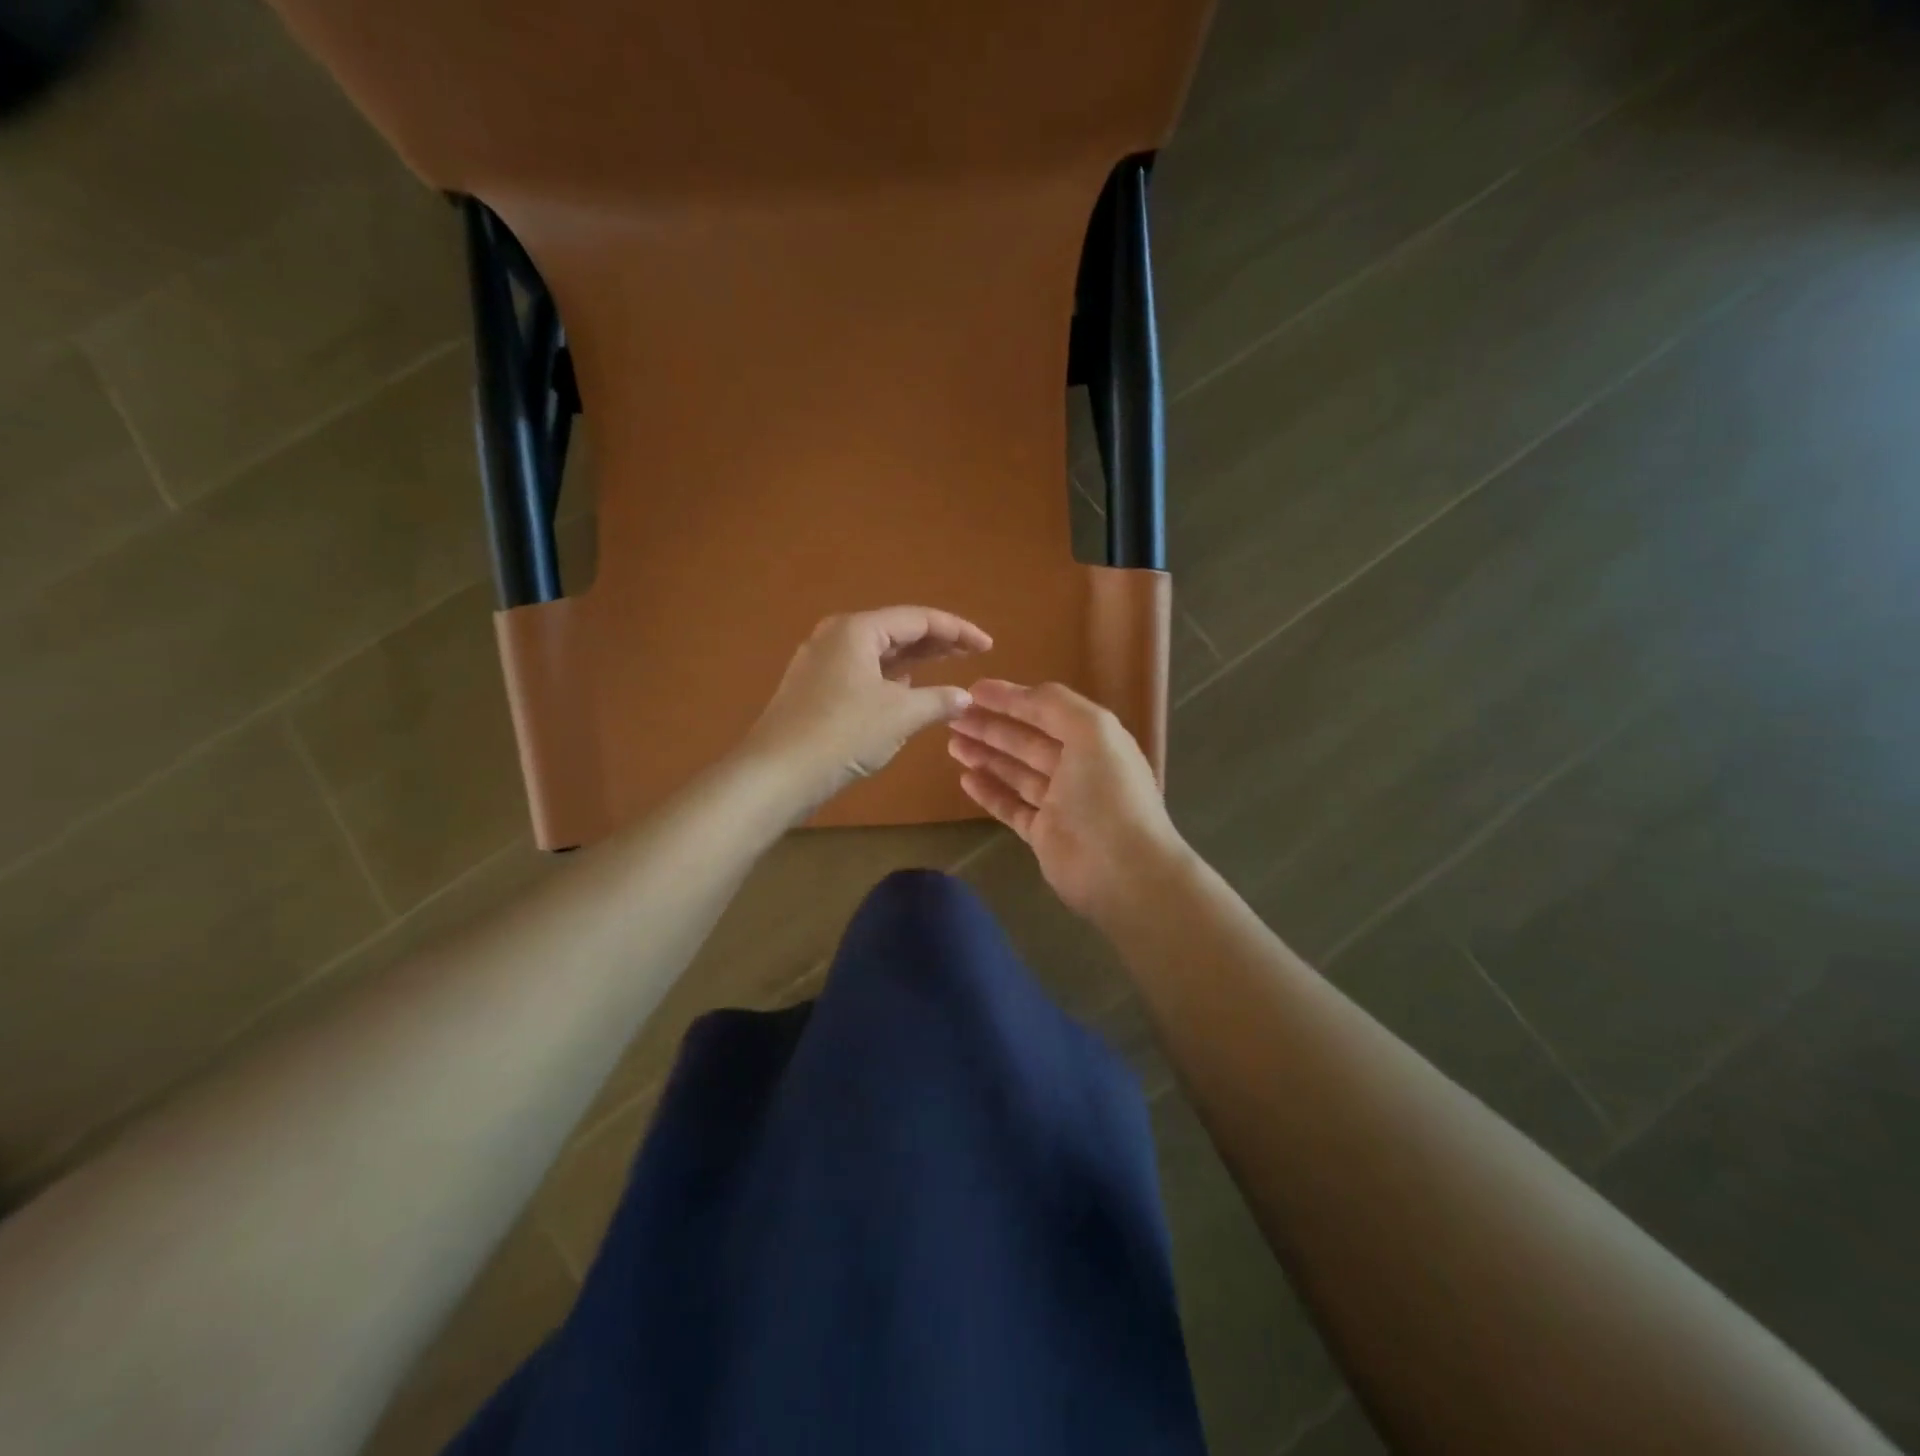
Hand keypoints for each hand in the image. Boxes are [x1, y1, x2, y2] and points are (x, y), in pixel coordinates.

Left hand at [743, 606, 992, 814]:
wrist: (777, 773)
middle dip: (937, 642)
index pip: (918, 619)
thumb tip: (965, 697)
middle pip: (897, 631)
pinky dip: (890, 679)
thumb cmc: (843, 734)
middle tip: (972, 654)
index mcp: (857, 630)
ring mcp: (821, 663)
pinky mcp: (814, 689)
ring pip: (878, 654)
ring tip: (946, 669)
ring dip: (913, 661)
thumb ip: (938, 701)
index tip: (988, 646)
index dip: (958, 630)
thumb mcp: (900, 716)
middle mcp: (836, 636)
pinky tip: (907, 692)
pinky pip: (863, 673)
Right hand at [948, 679, 1185, 922]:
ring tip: (952, 743)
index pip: (1045, 711)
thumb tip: (1018, 693)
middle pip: (1026, 741)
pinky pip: (1011, 807)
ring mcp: (1060, 803)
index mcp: (1094, 740)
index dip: (1010, 698)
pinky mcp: (1044, 834)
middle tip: (952, 716)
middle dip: (990, 726)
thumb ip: (1055, 704)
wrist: (1124, 871)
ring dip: (986, 755)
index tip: (972, 690)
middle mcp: (1077, 768)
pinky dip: (989, 792)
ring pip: (1015, 772)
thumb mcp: (1091, 730)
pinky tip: (965, 778)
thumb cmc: (1107, 794)